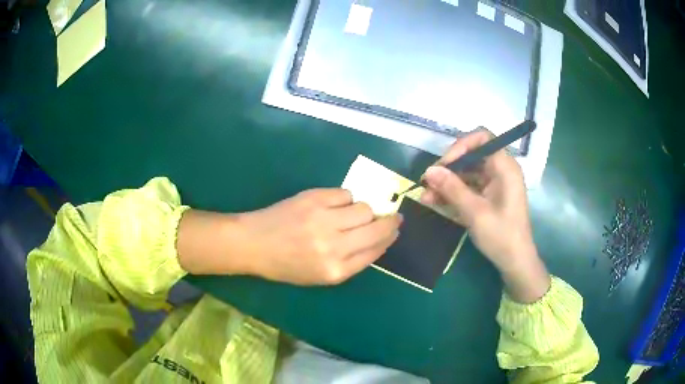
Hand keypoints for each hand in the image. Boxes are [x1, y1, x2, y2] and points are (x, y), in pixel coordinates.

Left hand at [233, 189, 400, 284]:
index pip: (375, 251)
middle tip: (394, 216)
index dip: (389, 239)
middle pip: (377, 229)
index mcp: (335, 270)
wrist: (254, 243)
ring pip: (364, 208)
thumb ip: (351, 261)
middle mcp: (334, 246)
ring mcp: (324, 220)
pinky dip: (346, 199)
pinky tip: (335, 204)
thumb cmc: (286, 265)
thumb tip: (378, 240)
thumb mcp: (320, 275)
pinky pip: (346, 194)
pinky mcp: (314, 199)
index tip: (395, 230)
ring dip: (365, 210)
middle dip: (391, 221)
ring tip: (354, 212)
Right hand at [420, 130, 548, 301]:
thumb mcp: (475, 212)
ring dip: (446, 183)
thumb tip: (429, 170)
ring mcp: (493, 184)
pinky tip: (434, 202)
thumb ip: (452, 189)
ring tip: (425, 197)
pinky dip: (452, 193)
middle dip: (448, 168)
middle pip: (470, 156)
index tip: (444, 164)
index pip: (482, 138)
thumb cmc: (501, 236)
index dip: (461, 146)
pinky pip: (467, 187)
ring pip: (466, 173)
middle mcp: (500, 170)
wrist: (515, 262)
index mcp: (504, 167)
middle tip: (428, 183)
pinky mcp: (488, 197)